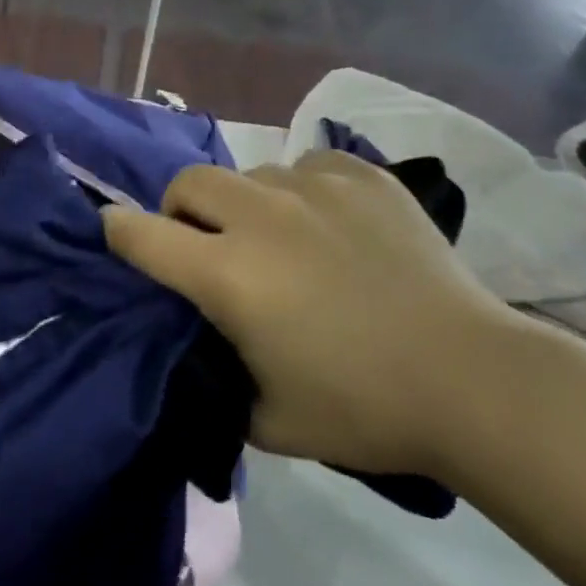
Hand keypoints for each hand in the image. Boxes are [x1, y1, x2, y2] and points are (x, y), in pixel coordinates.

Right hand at [103, 150, 515, 478]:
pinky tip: (335, 227)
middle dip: (182, 211)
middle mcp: (260, 215)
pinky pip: (309, 166)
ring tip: (287, 243)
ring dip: (249, 205)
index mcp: (229, 273)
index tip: (114, 233)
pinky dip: (305, 192)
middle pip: (188, 182)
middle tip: (210, 247)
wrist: (471, 378)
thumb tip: (204, 342)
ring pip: (251, 173)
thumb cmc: (363, 407)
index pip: (142, 234)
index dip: (117, 231)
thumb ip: (218, 373)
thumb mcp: (268, 418)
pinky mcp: (361, 175)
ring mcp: (314, 186)